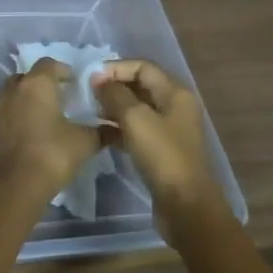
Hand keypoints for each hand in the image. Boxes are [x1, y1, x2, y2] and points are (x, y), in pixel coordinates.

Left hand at [0, 59, 106, 197]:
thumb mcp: (84, 142)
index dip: (63, 70)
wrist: (15, 185)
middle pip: (27, 77)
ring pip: (13, 94)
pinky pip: (6, 113)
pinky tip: (31, 132)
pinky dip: (17, 116)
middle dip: (42, 83)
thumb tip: (116, 129)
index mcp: (36, 84)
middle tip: (59, 97)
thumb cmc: (52, 154)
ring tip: (45, 115)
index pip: (49, 64)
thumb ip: (101, 132)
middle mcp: (13, 90)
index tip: (75, 83)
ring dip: (27, 99)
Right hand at [92, 60, 230, 248]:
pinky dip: (119, 128)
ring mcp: (169, 129)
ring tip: (90, 112)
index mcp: (175, 93)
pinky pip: (137, 130)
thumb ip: (115, 94)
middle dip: (113, 86)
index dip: (116, 68)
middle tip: (86, 94)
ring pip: (137, 109)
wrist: (185, 205)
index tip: (90, 78)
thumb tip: (98, 79)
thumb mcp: (135, 119)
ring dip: (114, 107)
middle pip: (140, 86)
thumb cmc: (162, 156)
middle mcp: (175, 106)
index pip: (143, 66)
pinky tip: (101, 133)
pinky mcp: (161, 150)